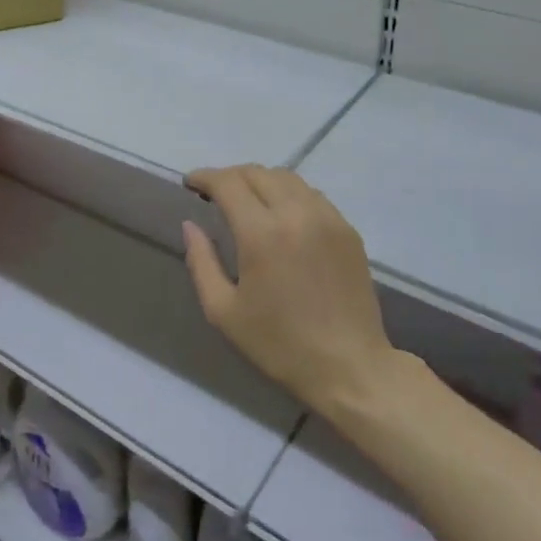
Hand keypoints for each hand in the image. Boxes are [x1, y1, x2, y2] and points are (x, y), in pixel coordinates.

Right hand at [182, 165, 395, 414]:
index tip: (190, 184)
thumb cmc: (279, 344)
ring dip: (260, 181)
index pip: (228, 183)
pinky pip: (311, 195)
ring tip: (246, 201)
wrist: (350, 367)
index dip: (205, 177)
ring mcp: (328, 218)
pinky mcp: (347, 230)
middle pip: (257, 173)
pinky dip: (288, 194)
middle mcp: (297, 214)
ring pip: (287, 178)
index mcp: (262, 233)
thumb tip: (190, 224)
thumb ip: (201, 261)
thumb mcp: (224, 311)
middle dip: (230, 176)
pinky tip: (280, 216)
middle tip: (214, 194)